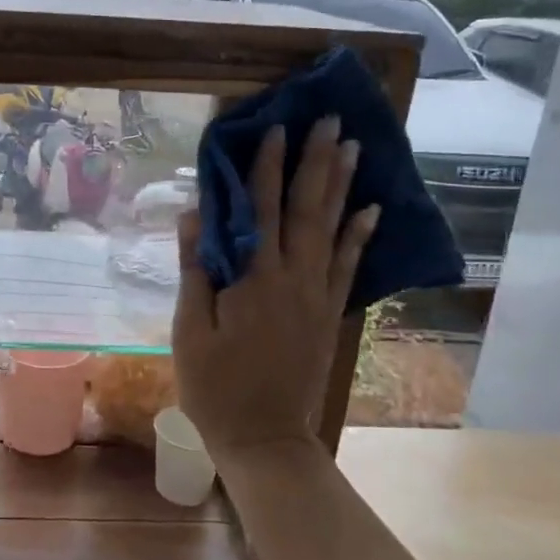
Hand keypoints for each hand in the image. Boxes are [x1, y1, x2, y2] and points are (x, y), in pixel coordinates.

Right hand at [171, 118, 379, 458]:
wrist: (266, 439)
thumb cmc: (216, 388)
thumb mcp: (188, 330)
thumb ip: (195, 270)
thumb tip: (194, 215)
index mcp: (253, 281)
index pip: (260, 210)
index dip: (266, 167)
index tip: (275, 128)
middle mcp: (293, 279)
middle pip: (305, 209)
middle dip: (316, 162)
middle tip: (330, 120)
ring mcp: (317, 297)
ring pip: (332, 230)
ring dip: (342, 185)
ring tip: (354, 147)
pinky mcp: (330, 315)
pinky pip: (348, 266)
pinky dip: (359, 235)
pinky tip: (370, 209)